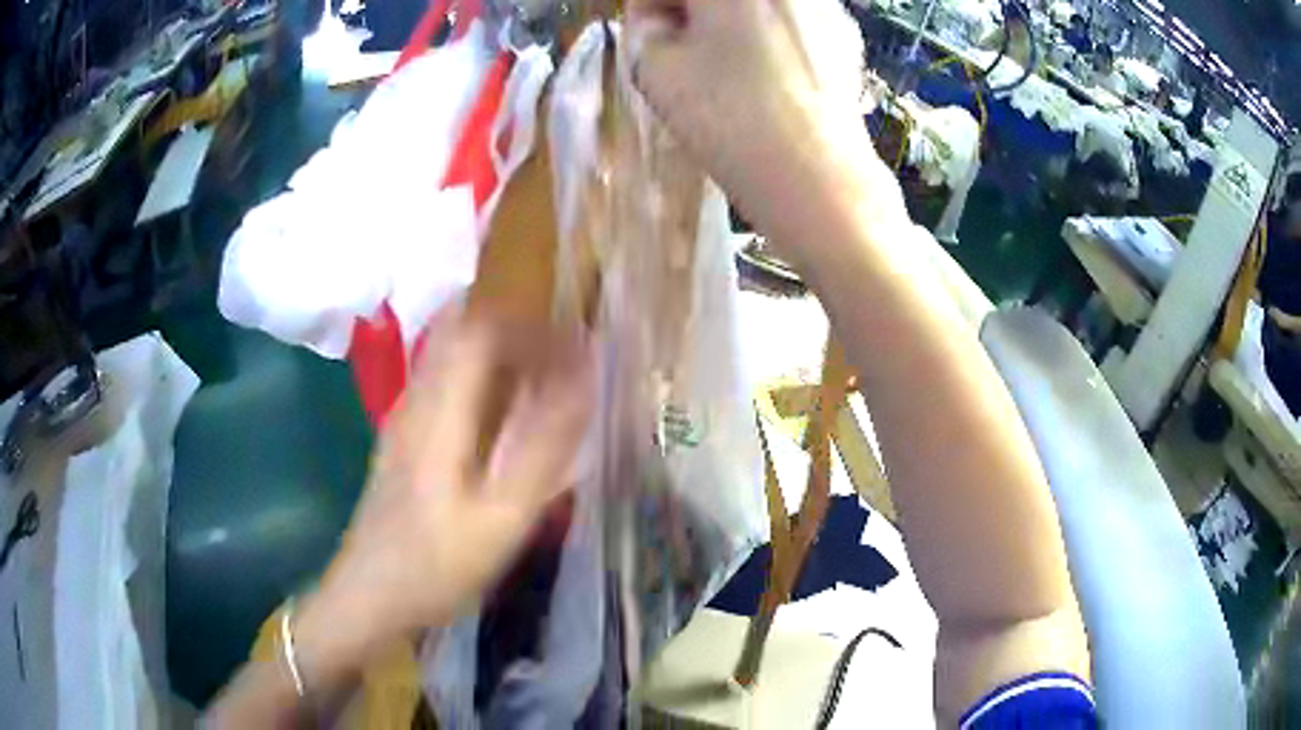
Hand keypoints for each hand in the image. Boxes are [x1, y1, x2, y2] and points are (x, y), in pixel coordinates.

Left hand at [294, 313, 592, 681]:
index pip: (480, 324)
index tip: (574, 340)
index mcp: (438, 408)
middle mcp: (417, 397)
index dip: (531, 320)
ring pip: (451, 349)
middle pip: (461, 326)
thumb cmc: (438, 563)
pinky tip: (505, 414)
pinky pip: (445, 378)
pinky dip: (482, 375)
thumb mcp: (502, 516)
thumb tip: (585, 378)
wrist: (371, 594)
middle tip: (563, 352)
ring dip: (500, 348)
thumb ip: (544, 446)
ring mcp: (405, 415)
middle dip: (517, 325)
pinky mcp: (404, 435)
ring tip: (544, 377)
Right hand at [627, 0, 897, 248]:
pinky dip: (767, 37)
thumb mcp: (657, 71)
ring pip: (756, 5)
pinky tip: (765, 79)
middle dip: (691, 12)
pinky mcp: (845, 36)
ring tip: (724, 68)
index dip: (650, 8)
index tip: (646, 34)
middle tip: (679, 49)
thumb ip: (643, 31)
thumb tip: (657, 20)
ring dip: (729, 22)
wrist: (818, 178)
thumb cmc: (730, 118)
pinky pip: (790, 22)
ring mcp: (821, 5)